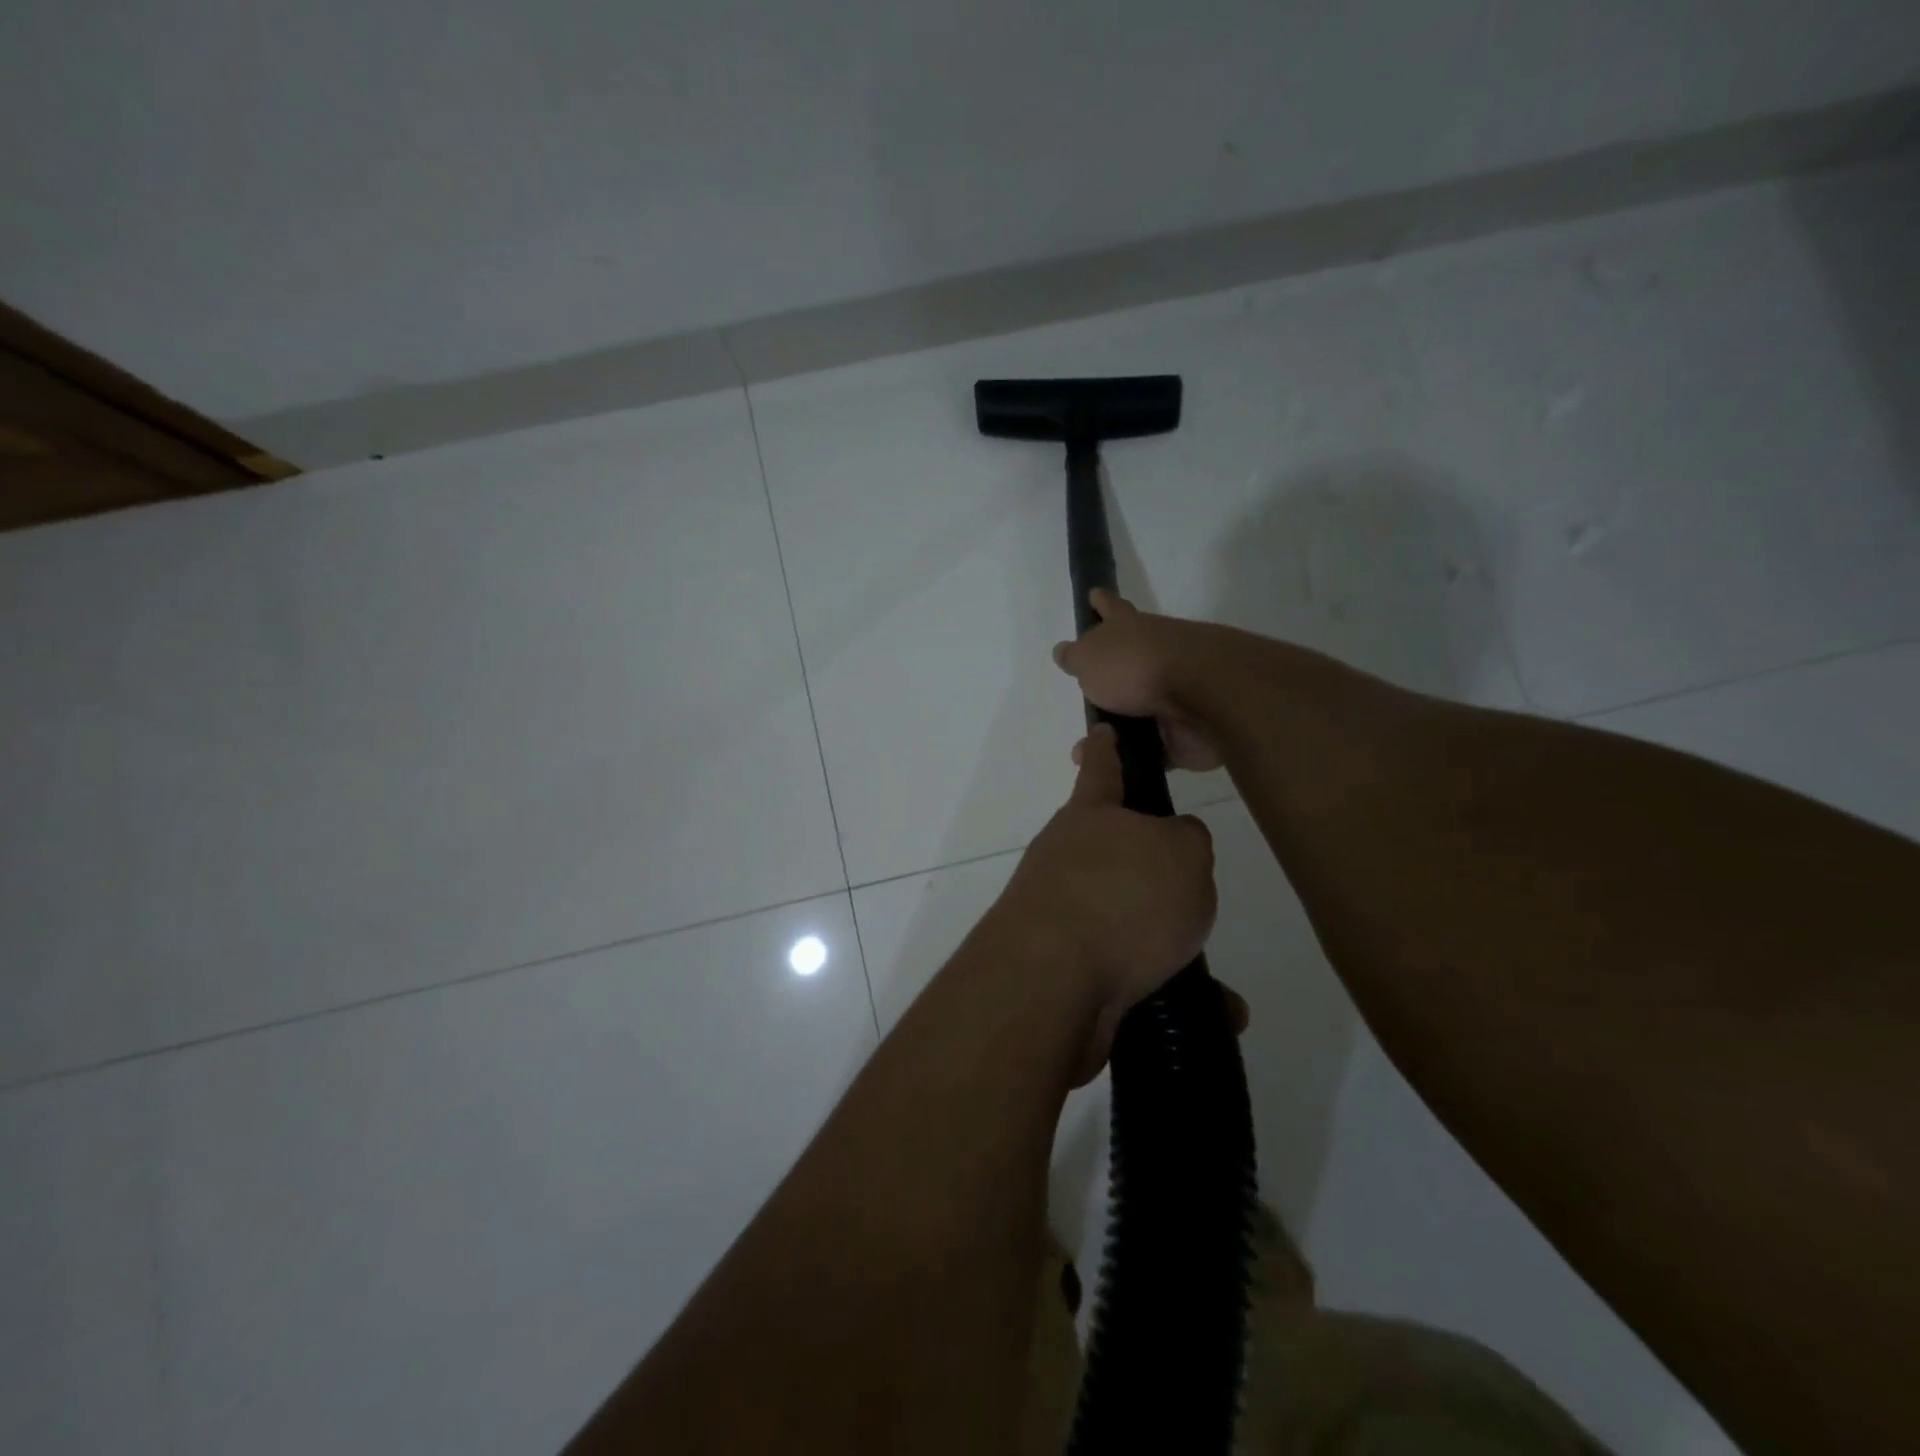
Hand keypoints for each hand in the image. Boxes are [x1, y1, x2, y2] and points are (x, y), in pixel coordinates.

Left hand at [994, 723, 1217, 1078]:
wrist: (1051, 981)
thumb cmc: (1122, 896)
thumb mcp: (1182, 853)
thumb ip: (1186, 840)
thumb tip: (1175, 849)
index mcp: (1089, 816)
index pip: (1101, 767)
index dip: (1107, 748)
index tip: (1103, 733)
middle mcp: (1065, 859)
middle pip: (1112, 851)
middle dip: (1149, 869)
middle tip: (1191, 890)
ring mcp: (1059, 915)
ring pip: (1125, 920)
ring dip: (1168, 942)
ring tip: (1213, 972)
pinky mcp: (1063, 969)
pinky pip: (1128, 973)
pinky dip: (1167, 990)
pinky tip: (1213, 1014)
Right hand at [1052, 590, 1222, 771]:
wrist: (1201, 698)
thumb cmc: (1136, 666)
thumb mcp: (1089, 658)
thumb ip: (1075, 657)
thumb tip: (1064, 651)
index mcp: (1130, 630)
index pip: (1111, 609)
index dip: (1101, 604)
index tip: (1094, 594)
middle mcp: (1153, 656)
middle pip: (1127, 664)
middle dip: (1107, 680)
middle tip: (1086, 697)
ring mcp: (1172, 694)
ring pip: (1138, 711)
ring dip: (1115, 729)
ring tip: (1087, 749)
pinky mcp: (1183, 730)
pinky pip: (1152, 747)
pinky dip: (1134, 758)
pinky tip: (1113, 770)